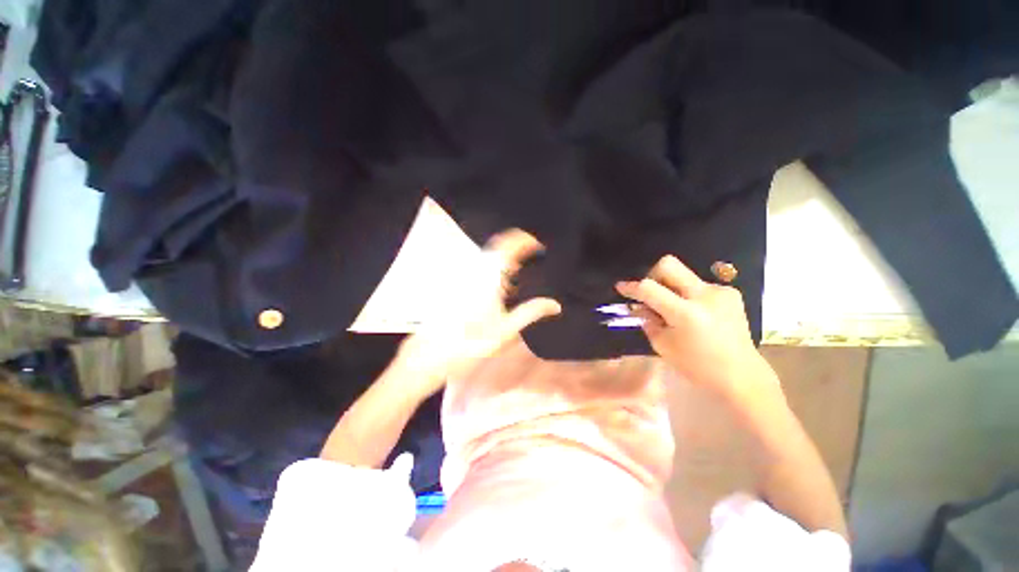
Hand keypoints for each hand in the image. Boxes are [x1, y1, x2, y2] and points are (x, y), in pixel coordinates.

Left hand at [391, 229, 561, 398]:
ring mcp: (463, 277)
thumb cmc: (470, 345)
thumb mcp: (504, 332)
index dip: (524, 241)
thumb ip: (530, 313)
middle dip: (516, 246)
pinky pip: (478, 266)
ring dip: (504, 256)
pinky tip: (497, 284)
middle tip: (530, 255)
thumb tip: (554, 305)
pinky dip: (493, 266)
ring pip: (487, 255)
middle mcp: (474, 273)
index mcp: (489, 280)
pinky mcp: (456, 284)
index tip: (537, 245)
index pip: (508, 248)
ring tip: (518, 269)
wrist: (430, 356)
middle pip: (497, 246)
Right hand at [615, 255, 776, 399]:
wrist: (743, 375)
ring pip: (684, 275)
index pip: (649, 288)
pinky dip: (689, 295)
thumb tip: (640, 306)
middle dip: (652, 274)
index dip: (631, 287)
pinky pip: (699, 285)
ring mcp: (721, 292)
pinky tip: (695, 313)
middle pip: (669, 265)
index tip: (621, 287)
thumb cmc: (697, 367)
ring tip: (675, 309)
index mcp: (686, 314)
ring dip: (672, 288)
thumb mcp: (663, 346)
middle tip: (651, 292)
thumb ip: (648, 321)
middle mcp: (705, 296)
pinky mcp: (730, 293)